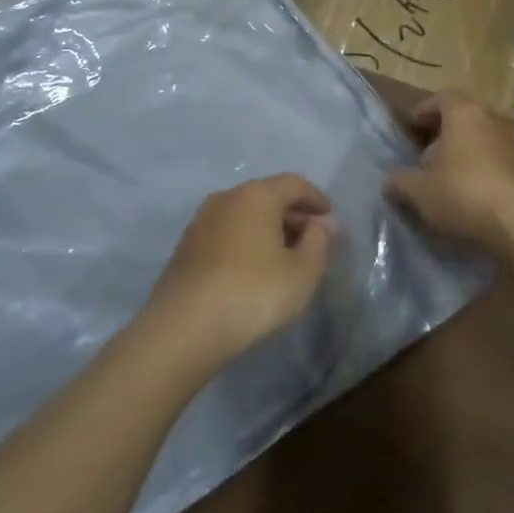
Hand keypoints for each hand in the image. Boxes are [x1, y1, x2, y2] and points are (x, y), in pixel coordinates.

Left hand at [144, 175, 337, 369]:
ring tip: (283, 257)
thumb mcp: (302, 273)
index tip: (330, 218)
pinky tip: (252, 270)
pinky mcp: (185, 248)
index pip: (294, 184)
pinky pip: (226, 234)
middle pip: (267, 197)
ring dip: (267, 230)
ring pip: (244, 215)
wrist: (183, 328)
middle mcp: (226, 198)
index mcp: (257, 195)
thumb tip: (323, 223)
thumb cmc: (253, 294)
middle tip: (311, 240)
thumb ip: (319, 242)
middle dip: (292, 215)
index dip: (316, 198)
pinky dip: (245, 243)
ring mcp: (201, 222)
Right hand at [384, 90, 513, 253]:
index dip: (422, 111)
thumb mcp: (418, 190)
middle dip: (440, 136)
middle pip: (461, 118)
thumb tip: (390, 181)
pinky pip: (494, 161)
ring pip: (479, 140)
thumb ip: (399, 181)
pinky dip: (479, 171)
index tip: (409, 131)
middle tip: (422, 158)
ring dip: (460, 155)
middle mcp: (491, 120)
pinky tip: (467, 197)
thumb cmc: (462, 193)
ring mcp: (512, 144)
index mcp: (464, 113)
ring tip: (442, 181)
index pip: (441, 97)